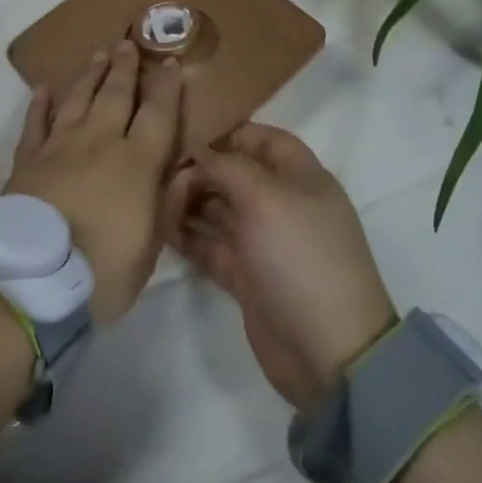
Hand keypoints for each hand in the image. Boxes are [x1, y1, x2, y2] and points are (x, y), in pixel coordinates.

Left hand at [6, 40, 184, 323]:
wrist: (32, 280)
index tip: (170, 62)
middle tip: (128, 42)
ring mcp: (58, 148)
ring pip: (77, 101)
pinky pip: (34, 124)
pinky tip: (43, 89)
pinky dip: (39, 105)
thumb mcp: (151, 248)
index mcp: (136, 163)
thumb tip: (187, 170)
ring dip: (89, 76)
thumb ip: (169, 204)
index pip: (158, 114)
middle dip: (125, 68)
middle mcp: (99, 143)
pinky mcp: (26, 161)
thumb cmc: (102, 271)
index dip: (166, 87)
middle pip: (115, 95)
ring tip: (98, 54)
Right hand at [166, 124, 395, 413]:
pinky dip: (187, 236)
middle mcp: (282, 204)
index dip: (229, 133)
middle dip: (200, 170)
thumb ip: (226, 166)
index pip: (264, 140)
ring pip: (218, 209)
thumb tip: (198, 152)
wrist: (327, 350)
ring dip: (188, 202)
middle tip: (162, 175)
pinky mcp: (246, 275)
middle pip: (235, 174)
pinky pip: (210, 245)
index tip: (186, 133)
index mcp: (301, 178)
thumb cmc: (300, 256)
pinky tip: (160, 228)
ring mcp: (263, 242)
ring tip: (154, 200)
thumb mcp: (265, 197)